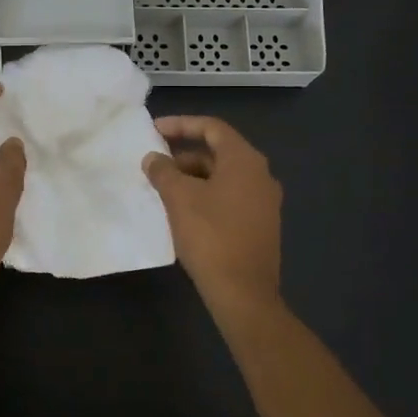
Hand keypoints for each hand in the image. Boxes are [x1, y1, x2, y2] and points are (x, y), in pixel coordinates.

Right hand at [144, 115, 282, 319]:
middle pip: (219, 151)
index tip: (154, 130)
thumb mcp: (179, 199)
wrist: (243, 292)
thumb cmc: (211, 236)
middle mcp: (261, 174)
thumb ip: (163, 172)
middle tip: (155, 161)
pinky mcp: (261, 223)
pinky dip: (206, 194)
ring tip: (163, 187)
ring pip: (224, 176)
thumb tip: (153, 158)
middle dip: (184, 153)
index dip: (181, 124)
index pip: (212, 128)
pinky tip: (183, 209)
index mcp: (245, 160)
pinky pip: (230, 196)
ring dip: (193, 176)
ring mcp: (264, 200)